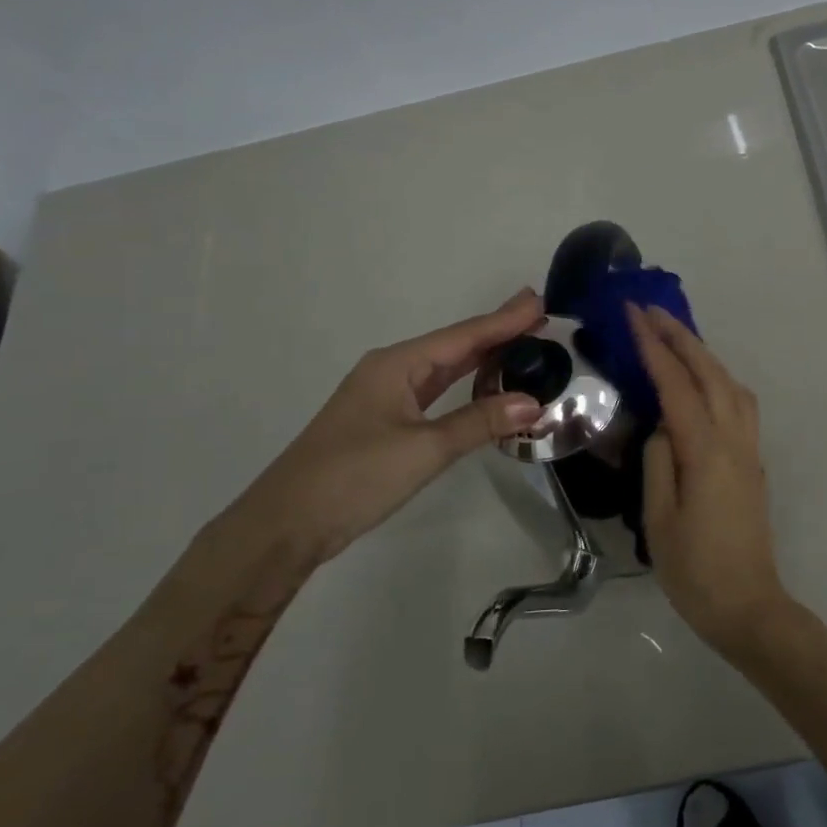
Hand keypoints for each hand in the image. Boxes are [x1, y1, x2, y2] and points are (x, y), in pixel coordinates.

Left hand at [219, 289, 545, 569]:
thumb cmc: (353, 477)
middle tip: (541, 318)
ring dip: (483, 357)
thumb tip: (534, 403)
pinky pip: (435, 391)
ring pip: (444, 368)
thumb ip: (480, 423)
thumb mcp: (424, 449)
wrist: (285, 525)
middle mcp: (391, 371)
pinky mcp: (385, 422)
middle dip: (497, 331)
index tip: (539, 301)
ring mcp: (385, 397)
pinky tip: (485, 386)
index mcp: (397, 365)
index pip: (463, 336)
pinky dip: (465, 385)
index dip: (504, 320)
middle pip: (455, 345)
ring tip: (524, 343)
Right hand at [629, 305, 793, 657]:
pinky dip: (718, 377)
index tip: (633, 315)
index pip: (677, 385)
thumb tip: (662, 424)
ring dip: (703, 354)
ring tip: (674, 337)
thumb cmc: (694, 569)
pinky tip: (702, 380)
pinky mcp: (753, 461)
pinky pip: (738, 403)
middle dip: (681, 337)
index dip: (655, 347)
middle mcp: (735, 439)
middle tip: (651, 310)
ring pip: (731, 384)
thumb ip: (658, 461)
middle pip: (711, 373)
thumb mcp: (659, 518)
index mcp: (707, 451)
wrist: (748, 605)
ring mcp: (749, 448)